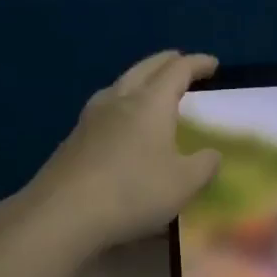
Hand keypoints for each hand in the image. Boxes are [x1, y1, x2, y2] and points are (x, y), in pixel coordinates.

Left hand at [21, 51, 221, 252]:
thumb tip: (212, 154)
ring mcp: (91, 118)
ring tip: (150, 88)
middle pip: (145, 68)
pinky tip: (121, 122)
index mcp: (151, 103)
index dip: (198, 64)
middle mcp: (119, 100)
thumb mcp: (184, 184)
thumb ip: (204, 165)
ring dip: (140, 79)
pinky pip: (105, 107)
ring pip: (120, 84)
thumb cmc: (133, 191)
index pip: (178, 70)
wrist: (62, 214)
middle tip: (181, 62)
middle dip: (167, 62)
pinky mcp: (74, 139)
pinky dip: (122, 103)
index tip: (213, 63)